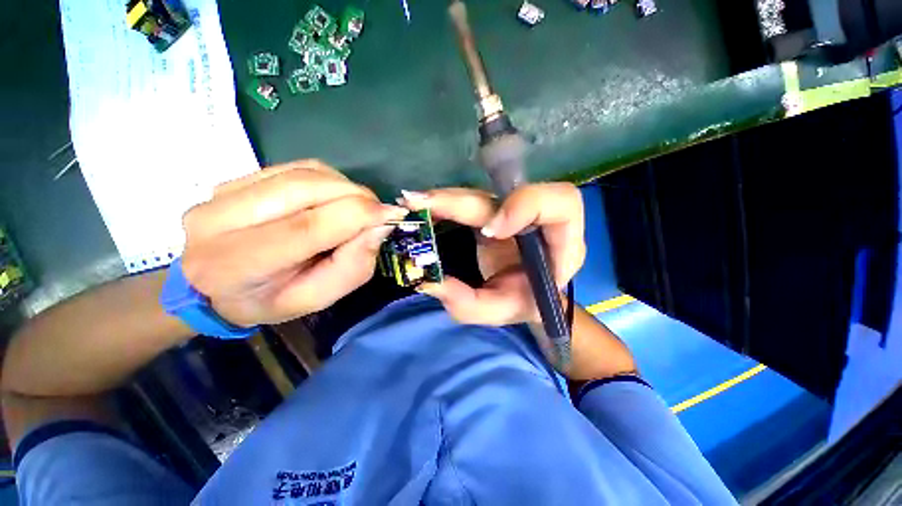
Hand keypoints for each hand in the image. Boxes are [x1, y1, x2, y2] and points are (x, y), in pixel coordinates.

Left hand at [181, 160, 406, 326]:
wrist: (212, 285)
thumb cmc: (268, 300)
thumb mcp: (316, 298)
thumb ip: (351, 267)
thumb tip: (380, 227)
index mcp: (237, 264)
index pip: (307, 227)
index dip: (358, 215)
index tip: (393, 214)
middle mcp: (219, 220)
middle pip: (306, 189)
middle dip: (357, 196)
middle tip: (379, 212)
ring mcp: (223, 191)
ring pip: (304, 173)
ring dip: (345, 187)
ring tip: (359, 207)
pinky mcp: (236, 177)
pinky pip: (296, 167)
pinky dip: (329, 179)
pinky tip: (336, 196)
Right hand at [400, 183, 584, 325]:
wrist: (527, 294)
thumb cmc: (524, 303)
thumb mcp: (501, 312)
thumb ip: (470, 305)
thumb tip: (430, 282)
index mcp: (562, 244)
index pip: (562, 204)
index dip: (524, 206)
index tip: (488, 230)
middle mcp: (540, 220)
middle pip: (509, 193)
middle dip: (462, 200)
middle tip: (420, 204)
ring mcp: (515, 211)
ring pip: (484, 193)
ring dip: (446, 198)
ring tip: (413, 205)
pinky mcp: (495, 210)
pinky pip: (470, 199)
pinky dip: (444, 203)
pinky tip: (422, 208)